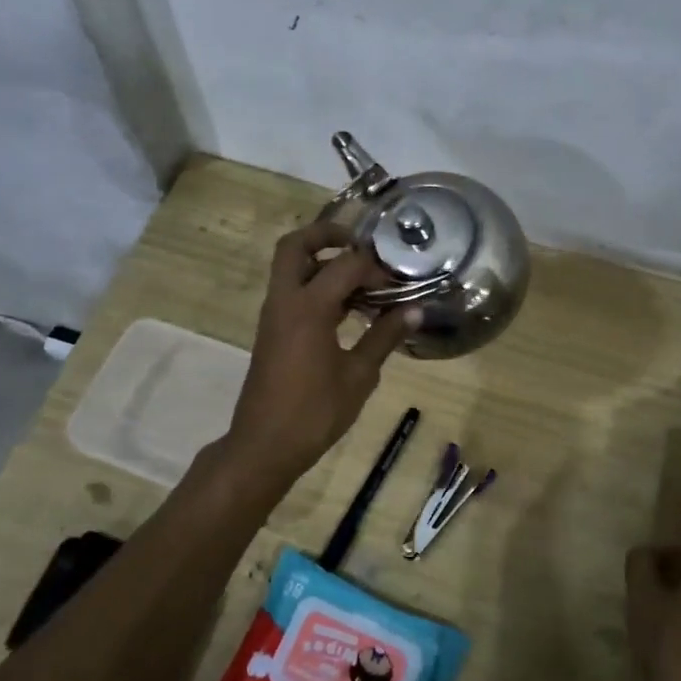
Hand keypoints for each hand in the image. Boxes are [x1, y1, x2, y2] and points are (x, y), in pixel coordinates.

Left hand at [221, 220, 420, 489]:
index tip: (398, 281)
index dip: (375, 267)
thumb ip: (385, 337)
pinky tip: (348, 307)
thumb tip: (416, 311)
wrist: (264, 445)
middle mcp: (285, 301)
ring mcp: (274, 314)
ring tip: (362, 277)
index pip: (345, 265)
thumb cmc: (314, 412)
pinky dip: (316, 285)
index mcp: (308, 307)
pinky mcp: (272, 330)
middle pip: (295, 245)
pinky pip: (292, 291)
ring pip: (291, 267)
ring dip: (322, 261)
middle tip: (360, 244)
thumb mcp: (359, 376)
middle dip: (327, 235)